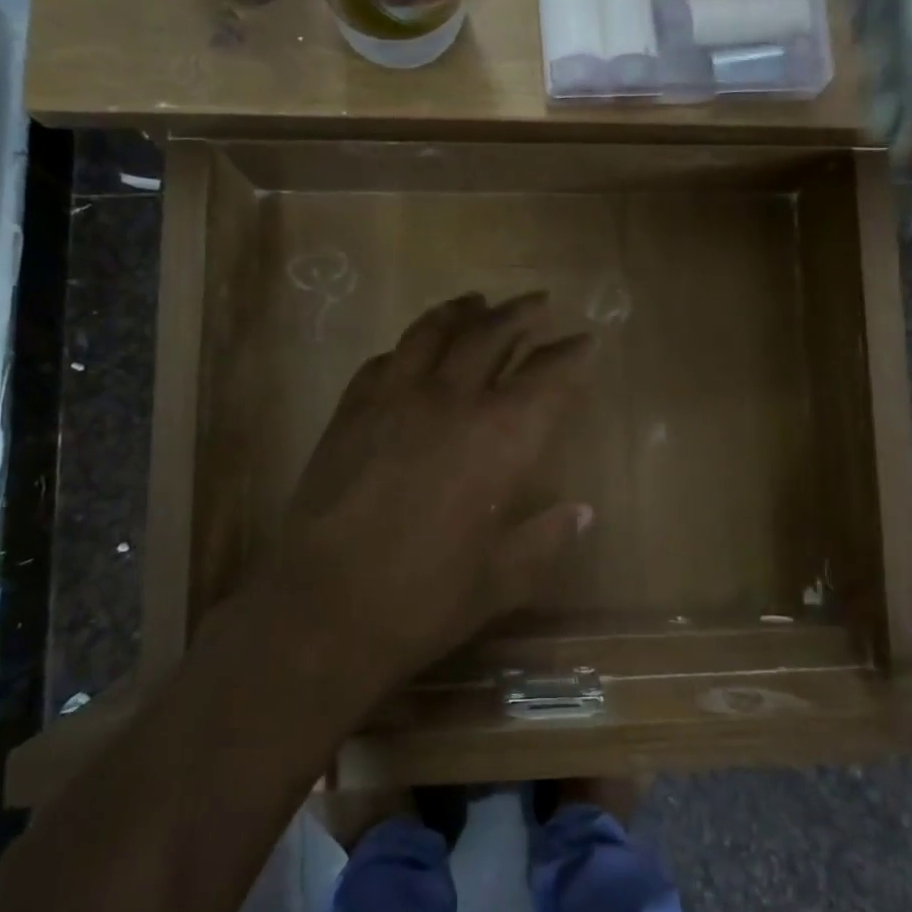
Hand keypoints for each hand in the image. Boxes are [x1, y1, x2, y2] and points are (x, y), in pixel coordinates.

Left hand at [268, 292, 595, 692]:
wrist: (325, 610)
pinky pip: (383, 361)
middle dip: (520, 314)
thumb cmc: (426, 599)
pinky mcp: (350, 411)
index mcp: (499, 438)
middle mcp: (450, 401)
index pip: (547, 377)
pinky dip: (407, 348)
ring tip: (476, 300)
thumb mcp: (504, 578)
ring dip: (461, 311)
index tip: (586, 340)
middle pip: (490, 335)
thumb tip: (581, 512)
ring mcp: (394, 399)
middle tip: (538, 302)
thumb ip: (547, 537)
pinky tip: (411, 351)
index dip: (571, 355)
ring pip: (432, 332)